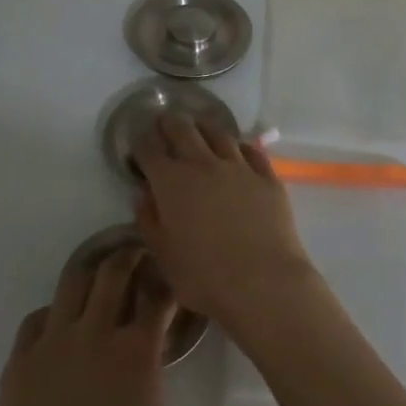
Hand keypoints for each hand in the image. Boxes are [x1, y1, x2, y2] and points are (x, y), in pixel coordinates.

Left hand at [0, 247, 174, 405]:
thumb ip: (149, 369)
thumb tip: (146, 343)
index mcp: (134, 351)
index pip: (156, 296)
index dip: (164, 281)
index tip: (167, 274)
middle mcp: (94, 332)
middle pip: (112, 272)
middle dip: (128, 257)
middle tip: (135, 257)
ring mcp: (52, 341)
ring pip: (73, 282)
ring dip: (91, 273)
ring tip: (99, 277)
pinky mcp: (20, 357)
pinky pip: (39, 318)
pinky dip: (55, 315)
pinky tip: (60, 328)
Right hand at [132, 115, 320, 332]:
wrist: (263, 283)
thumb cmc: (204, 276)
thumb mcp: (163, 254)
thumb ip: (149, 220)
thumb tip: (145, 194)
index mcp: (171, 182)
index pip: (149, 148)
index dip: (140, 140)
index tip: (138, 139)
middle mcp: (203, 164)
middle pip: (183, 129)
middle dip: (169, 123)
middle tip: (165, 122)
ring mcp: (239, 167)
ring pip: (218, 133)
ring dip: (204, 127)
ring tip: (199, 127)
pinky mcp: (267, 177)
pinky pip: (252, 151)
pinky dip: (239, 146)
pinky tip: (238, 149)